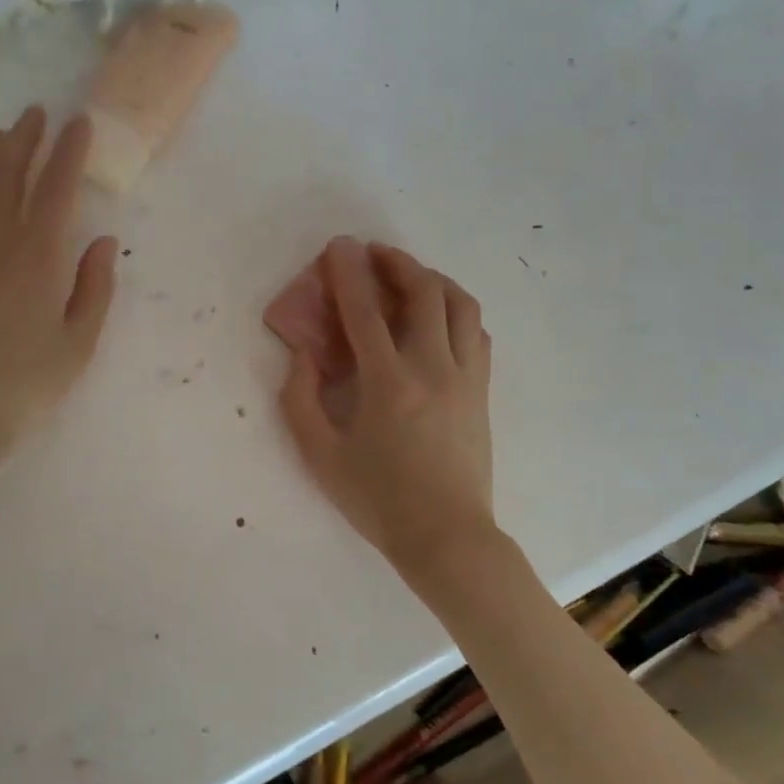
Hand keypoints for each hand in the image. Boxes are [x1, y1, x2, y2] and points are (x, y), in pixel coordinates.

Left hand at [0, 105, 117, 486]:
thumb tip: (102, 240)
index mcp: (38, 257)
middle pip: (7, 175)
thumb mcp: (78, 344)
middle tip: (35, 114)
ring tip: (2, 137)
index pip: (56, 187)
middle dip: (24, 139)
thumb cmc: (26, 386)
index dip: (69, 151)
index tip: (79, 122)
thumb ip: (94, 287)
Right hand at [279, 238, 494, 577]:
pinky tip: (439, 317)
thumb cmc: (378, 499)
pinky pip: (477, 333)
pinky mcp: (482, 391)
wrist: (446, 537)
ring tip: (409, 276)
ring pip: (461, 306)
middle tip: (373, 253)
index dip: (349, 273)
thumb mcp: (320, 455)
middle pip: (424, 293)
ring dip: (433, 279)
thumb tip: (304, 355)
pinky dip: (457, 311)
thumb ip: (301, 399)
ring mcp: (465, 378)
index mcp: (388, 383)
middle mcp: (433, 368)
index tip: (339, 246)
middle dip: (397, 262)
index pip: (366, 312)